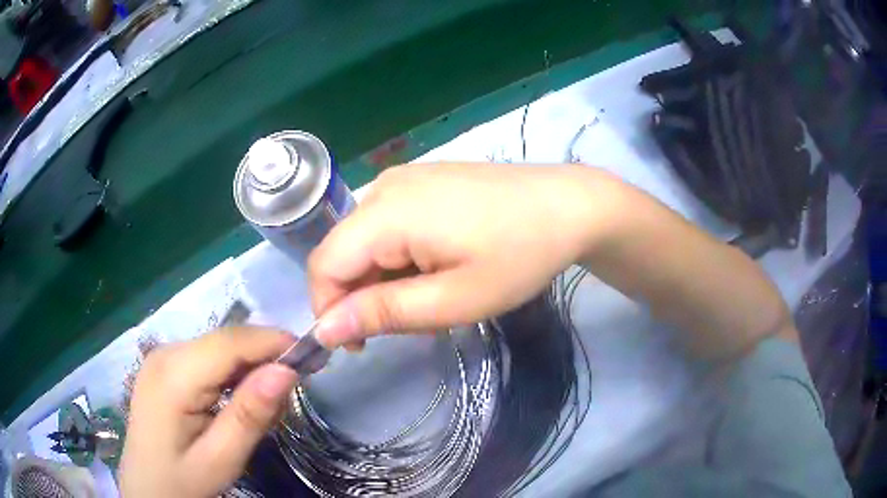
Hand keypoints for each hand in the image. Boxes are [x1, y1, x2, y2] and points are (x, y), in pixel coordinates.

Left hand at [119, 328, 297, 497]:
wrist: (147, 489)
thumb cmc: (183, 482)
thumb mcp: (221, 459)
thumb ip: (250, 415)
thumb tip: (286, 371)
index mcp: (173, 375)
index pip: (230, 342)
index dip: (273, 343)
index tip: (313, 359)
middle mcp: (165, 352)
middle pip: (225, 341)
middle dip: (265, 358)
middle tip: (293, 394)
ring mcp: (162, 357)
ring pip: (219, 348)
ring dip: (250, 368)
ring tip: (267, 406)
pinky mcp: (165, 367)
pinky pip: (208, 358)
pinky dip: (232, 374)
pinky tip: (238, 401)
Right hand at [309, 163, 618, 347]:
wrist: (568, 205)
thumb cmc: (518, 256)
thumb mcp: (452, 300)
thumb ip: (381, 313)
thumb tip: (323, 329)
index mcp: (385, 212)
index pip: (323, 264)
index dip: (328, 310)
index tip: (360, 346)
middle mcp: (383, 186)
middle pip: (342, 251)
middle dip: (359, 296)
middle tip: (408, 324)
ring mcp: (404, 178)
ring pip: (364, 240)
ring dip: (380, 278)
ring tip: (429, 296)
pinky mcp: (422, 180)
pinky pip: (386, 223)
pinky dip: (396, 256)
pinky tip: (434, 266)